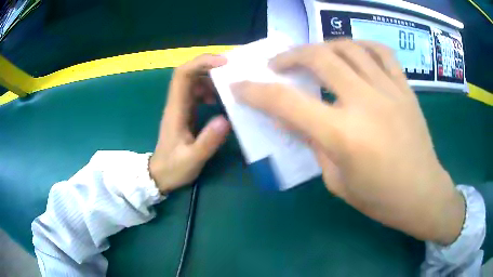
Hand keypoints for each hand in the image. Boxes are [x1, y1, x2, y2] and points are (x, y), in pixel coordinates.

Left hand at [150, 54, 229, 193]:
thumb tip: (226, 119)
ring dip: (212, 78)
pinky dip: (210, 90)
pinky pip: (197, 92)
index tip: (224, 63)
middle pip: (189, 73)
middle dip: (210, 66)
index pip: (183, 75)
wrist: (160, 175)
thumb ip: (207, 141)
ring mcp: (181, 106)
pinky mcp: (186, 112)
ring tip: (230, 86)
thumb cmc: (173, 168)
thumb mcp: (192, 159)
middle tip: (233, 71)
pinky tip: (220, 100)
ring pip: (194, 81)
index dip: (201, 63)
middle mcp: (177, 103)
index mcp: (176, 109)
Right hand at [231, 39, 464, 244]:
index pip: (287, 103)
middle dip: (289, 57)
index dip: (256, 92)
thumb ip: (313, 143)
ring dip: (322, 47)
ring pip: (348, 47)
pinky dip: (361, 45)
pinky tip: (353, 52)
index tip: (240, 86)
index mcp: (343, 135)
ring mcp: (389, 90)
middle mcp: (365, 103)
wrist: (422, 193)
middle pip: (319, 58)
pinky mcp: (405, 88)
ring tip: (313, 56)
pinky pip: (381, 52)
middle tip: (277, 64)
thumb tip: (289, 118)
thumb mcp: (336, 180)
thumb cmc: (379, 198)